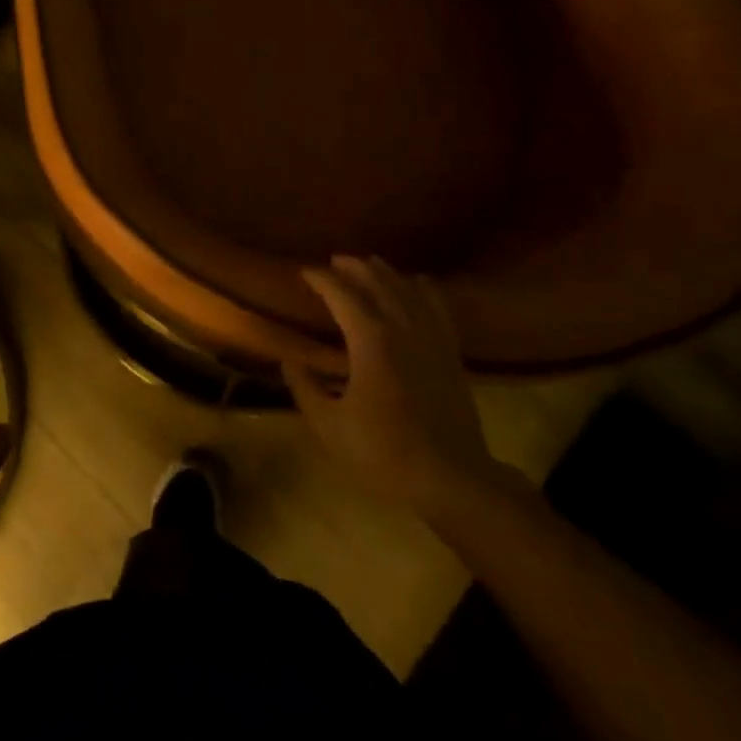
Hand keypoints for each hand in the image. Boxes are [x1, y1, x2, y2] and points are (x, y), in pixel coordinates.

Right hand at [283, 256, 507, 517]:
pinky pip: (438, 308)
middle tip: (334, 261)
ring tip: (369, 263)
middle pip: (378, 283)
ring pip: (408, 290)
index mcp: (371, 341)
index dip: (321, 280)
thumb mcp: (330, 426)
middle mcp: (403, 329)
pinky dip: (424, 289)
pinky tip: (418, 282)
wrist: (451, 479)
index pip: (342, 295)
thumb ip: (305, 388)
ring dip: (386, 273)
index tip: (304, 271)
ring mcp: (432, 339)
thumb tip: (288, 360)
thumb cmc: (384, 453)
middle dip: (354, 268)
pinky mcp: (451, 353)